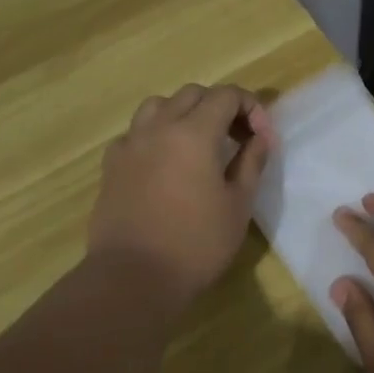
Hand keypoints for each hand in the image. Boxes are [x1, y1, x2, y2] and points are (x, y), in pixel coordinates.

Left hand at [87, 83, 276, 302]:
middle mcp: (159, 127)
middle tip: (237, 139)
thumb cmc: (195, 244)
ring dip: (184, 113)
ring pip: (158, 106)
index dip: (251, 109)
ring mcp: (130, 144)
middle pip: (193, 94)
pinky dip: (155, 135)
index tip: (262, 139)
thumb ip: (251, 162)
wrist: (132, 278)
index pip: (227, 95)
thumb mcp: (238, 205)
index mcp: (194, 132)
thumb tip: (260, 137)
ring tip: (198, 143)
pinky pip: (135, 133)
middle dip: (220, 107)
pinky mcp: (111, 165)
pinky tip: (164, 163)